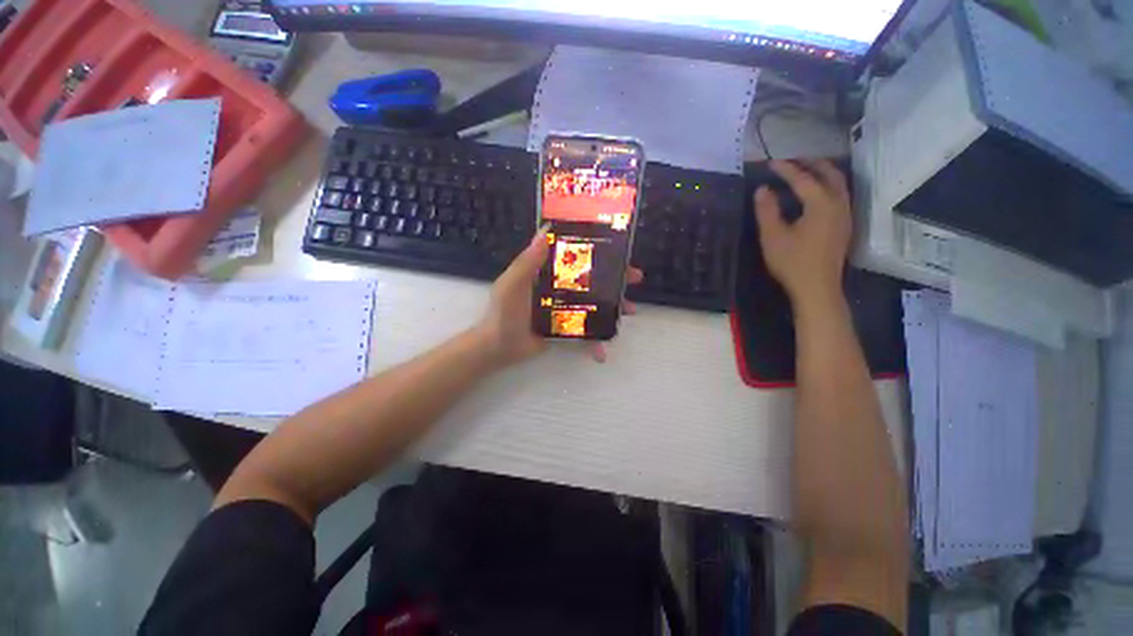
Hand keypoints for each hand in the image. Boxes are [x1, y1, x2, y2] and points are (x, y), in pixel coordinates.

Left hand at [473, 227, 643, 366]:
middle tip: (634, 279)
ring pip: (595, 306)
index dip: (598, 253)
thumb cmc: (504, 312)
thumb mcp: (514, 282)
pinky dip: (594, 342)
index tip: (617, 250)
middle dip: (615, 280)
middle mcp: (560, 289)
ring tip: (630, 312)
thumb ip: (529, 260)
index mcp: (549, 273)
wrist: (498, 347)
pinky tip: (602, 351)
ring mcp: (565, 310)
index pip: (577, 258)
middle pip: (592, 281)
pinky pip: (585, 333)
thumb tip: (547, 229)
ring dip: (614, 309)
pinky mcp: (566, 329)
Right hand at [754, 159, 851, 307]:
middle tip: (794, 160)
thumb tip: (762, 189)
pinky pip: (841, 195)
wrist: (817, 288)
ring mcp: (845, 215)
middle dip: (812, 163)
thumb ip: (767, 211)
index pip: (803, 179)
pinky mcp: (844, 226)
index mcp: (821, 204)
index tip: (771, 163)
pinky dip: (829, 185)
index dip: (786, 169)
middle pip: (830, 174)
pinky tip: (817, 193)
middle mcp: (838, 204)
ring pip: (839, 184)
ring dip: (823, 173)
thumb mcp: (773, 237)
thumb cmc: (792, 263)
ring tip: (806, 170)